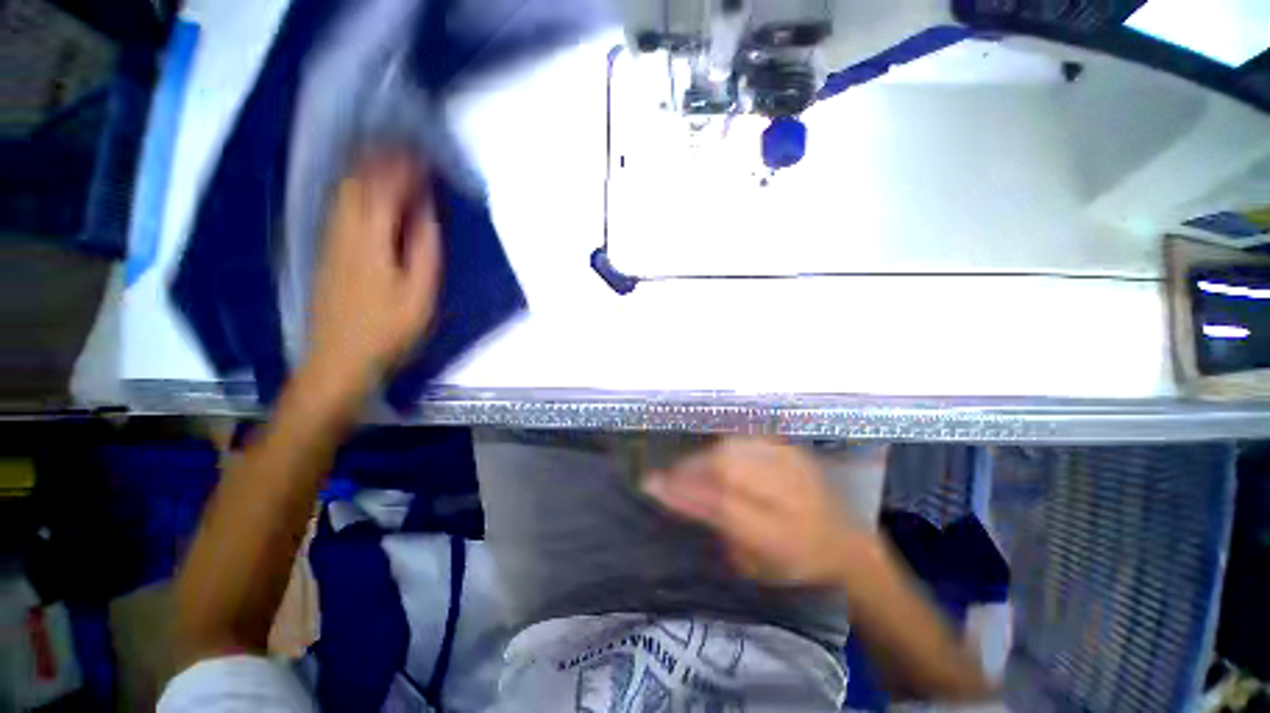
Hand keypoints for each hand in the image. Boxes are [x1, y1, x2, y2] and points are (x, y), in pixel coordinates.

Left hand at [307, 153, 441, 392]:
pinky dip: (355, 191)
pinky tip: (367, 193)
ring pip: (343, 193)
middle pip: (355, 183)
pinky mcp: (326, 253)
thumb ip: (424, 250)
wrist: (339, 359)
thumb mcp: (419, 294)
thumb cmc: (388, 330)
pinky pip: (339, 209)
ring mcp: (330, 242)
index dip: (403, 170)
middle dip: (379, 161)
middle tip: (405, 151)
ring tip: (388, 162)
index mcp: (369, 241)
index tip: (423, 156)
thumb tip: (426, 213)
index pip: (384, 191)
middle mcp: (343, 232)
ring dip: (365, 172)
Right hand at [643, 437, 871, 586]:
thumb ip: (719, 528)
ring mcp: (794, 467)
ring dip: (706, 454)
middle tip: (671, 473)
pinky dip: (727, 443)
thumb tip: (682, 495)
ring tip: (692, 465)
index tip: (652, 482)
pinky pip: (750, 437)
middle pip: (727, 466)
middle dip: (691, 467)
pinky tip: (717, 451)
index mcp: (779, 535)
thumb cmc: (795, 565)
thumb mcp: (755, 565)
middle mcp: (789, 496)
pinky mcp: (794, 450)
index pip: (721, 505)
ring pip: (736, 447)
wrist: (845, 543)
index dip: (683, 491)